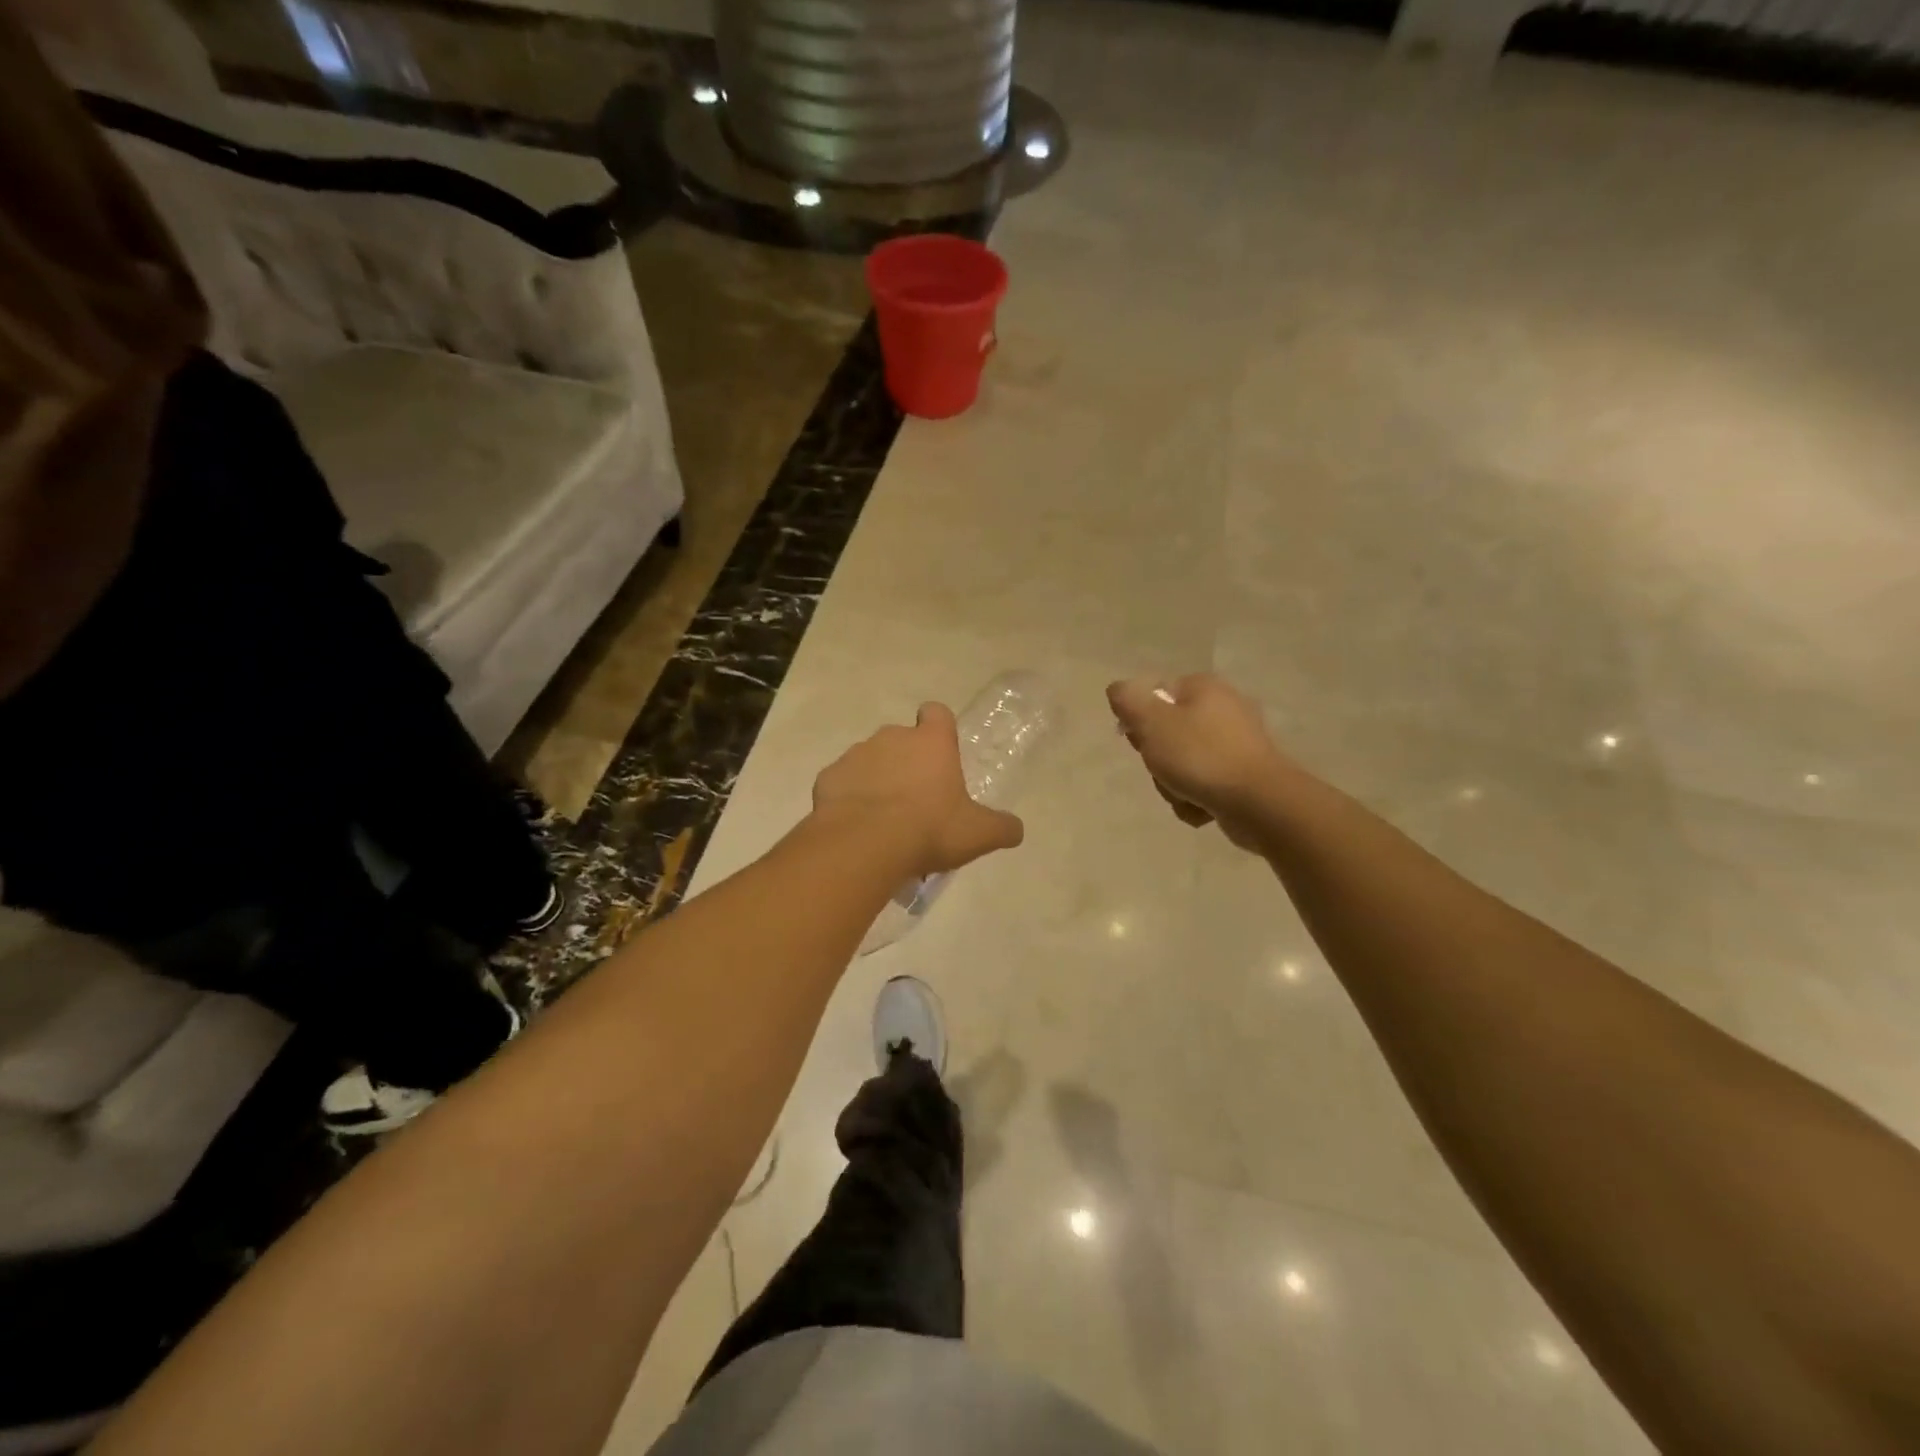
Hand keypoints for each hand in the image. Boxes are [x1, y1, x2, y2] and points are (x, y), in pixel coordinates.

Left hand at [812, 703, 1025, 876]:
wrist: (864, 845)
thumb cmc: (929, 830)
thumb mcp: (978, 834)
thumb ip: (1002, 828)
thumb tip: (1016, 830)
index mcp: (931, 742)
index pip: (937, 713)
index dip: (939, 728)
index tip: (941, 753)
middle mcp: (892, 737)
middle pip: (902, 739)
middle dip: (908, 762)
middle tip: (916, 800)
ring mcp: (856, 754)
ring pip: (870, 759)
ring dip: (878, 779)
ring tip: (884, 818)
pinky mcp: (829, 776)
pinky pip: (843, 782)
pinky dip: (849, 797)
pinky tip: (857, 825)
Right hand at [1107, 673, 1290, 847]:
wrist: (1260, 803)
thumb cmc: (1201, 757)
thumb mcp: (1152, 722)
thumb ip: (1128, 700)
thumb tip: (1118, 689)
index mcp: (1203, 688)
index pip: (1154, 695)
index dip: (1139, 721)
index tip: (1139, 742)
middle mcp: (1224, 708)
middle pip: (1167, 733)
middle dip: (1158, 759)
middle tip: (1163, 769)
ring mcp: (1237, 744)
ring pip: (1183, 763)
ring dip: (1174, 784)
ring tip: (1184, 794)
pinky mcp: (1245, 775)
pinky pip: (1205, 784)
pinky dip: (1196, 799)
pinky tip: (1202, 808)